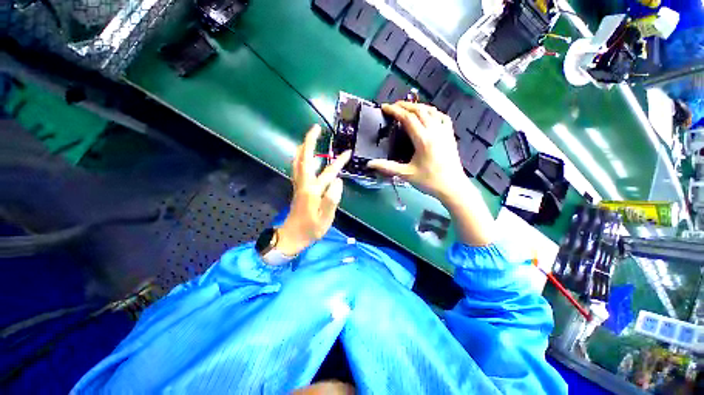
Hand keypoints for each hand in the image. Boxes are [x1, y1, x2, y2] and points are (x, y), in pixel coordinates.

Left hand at [277, 125, 350, 256]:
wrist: (292, 237)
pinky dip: (303, 159)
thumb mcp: (325, 218)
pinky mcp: (299, 189)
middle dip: (310, 142)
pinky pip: (299, 169)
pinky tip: (310, 159)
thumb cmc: (310, 229)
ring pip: (299, 162)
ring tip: (311, 139)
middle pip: (304, 158)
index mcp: (311, 190)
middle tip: (317, 129)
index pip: (322, 168)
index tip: (339, 145)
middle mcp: (303, 183)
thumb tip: (339, 181)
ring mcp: (299, 185)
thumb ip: (332, 199)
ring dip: (305, 149)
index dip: (330, 156)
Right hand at [368, 102, 494, 245]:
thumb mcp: (406, 174)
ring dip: (418, 106)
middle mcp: (435, 131)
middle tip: (393, 106)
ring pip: (431, 111)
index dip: (395, 111)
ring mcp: (444, 132)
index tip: (385, 107)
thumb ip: (387, 167)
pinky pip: (442, 117)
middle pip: (419, 110)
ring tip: (407, 108)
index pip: (407, 118)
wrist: (452, 187)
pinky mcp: (450, 135)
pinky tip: (429, 114)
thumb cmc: (429, 181)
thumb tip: (370, 164)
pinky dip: (433, 112)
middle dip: (405, 105)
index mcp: (423, 140)